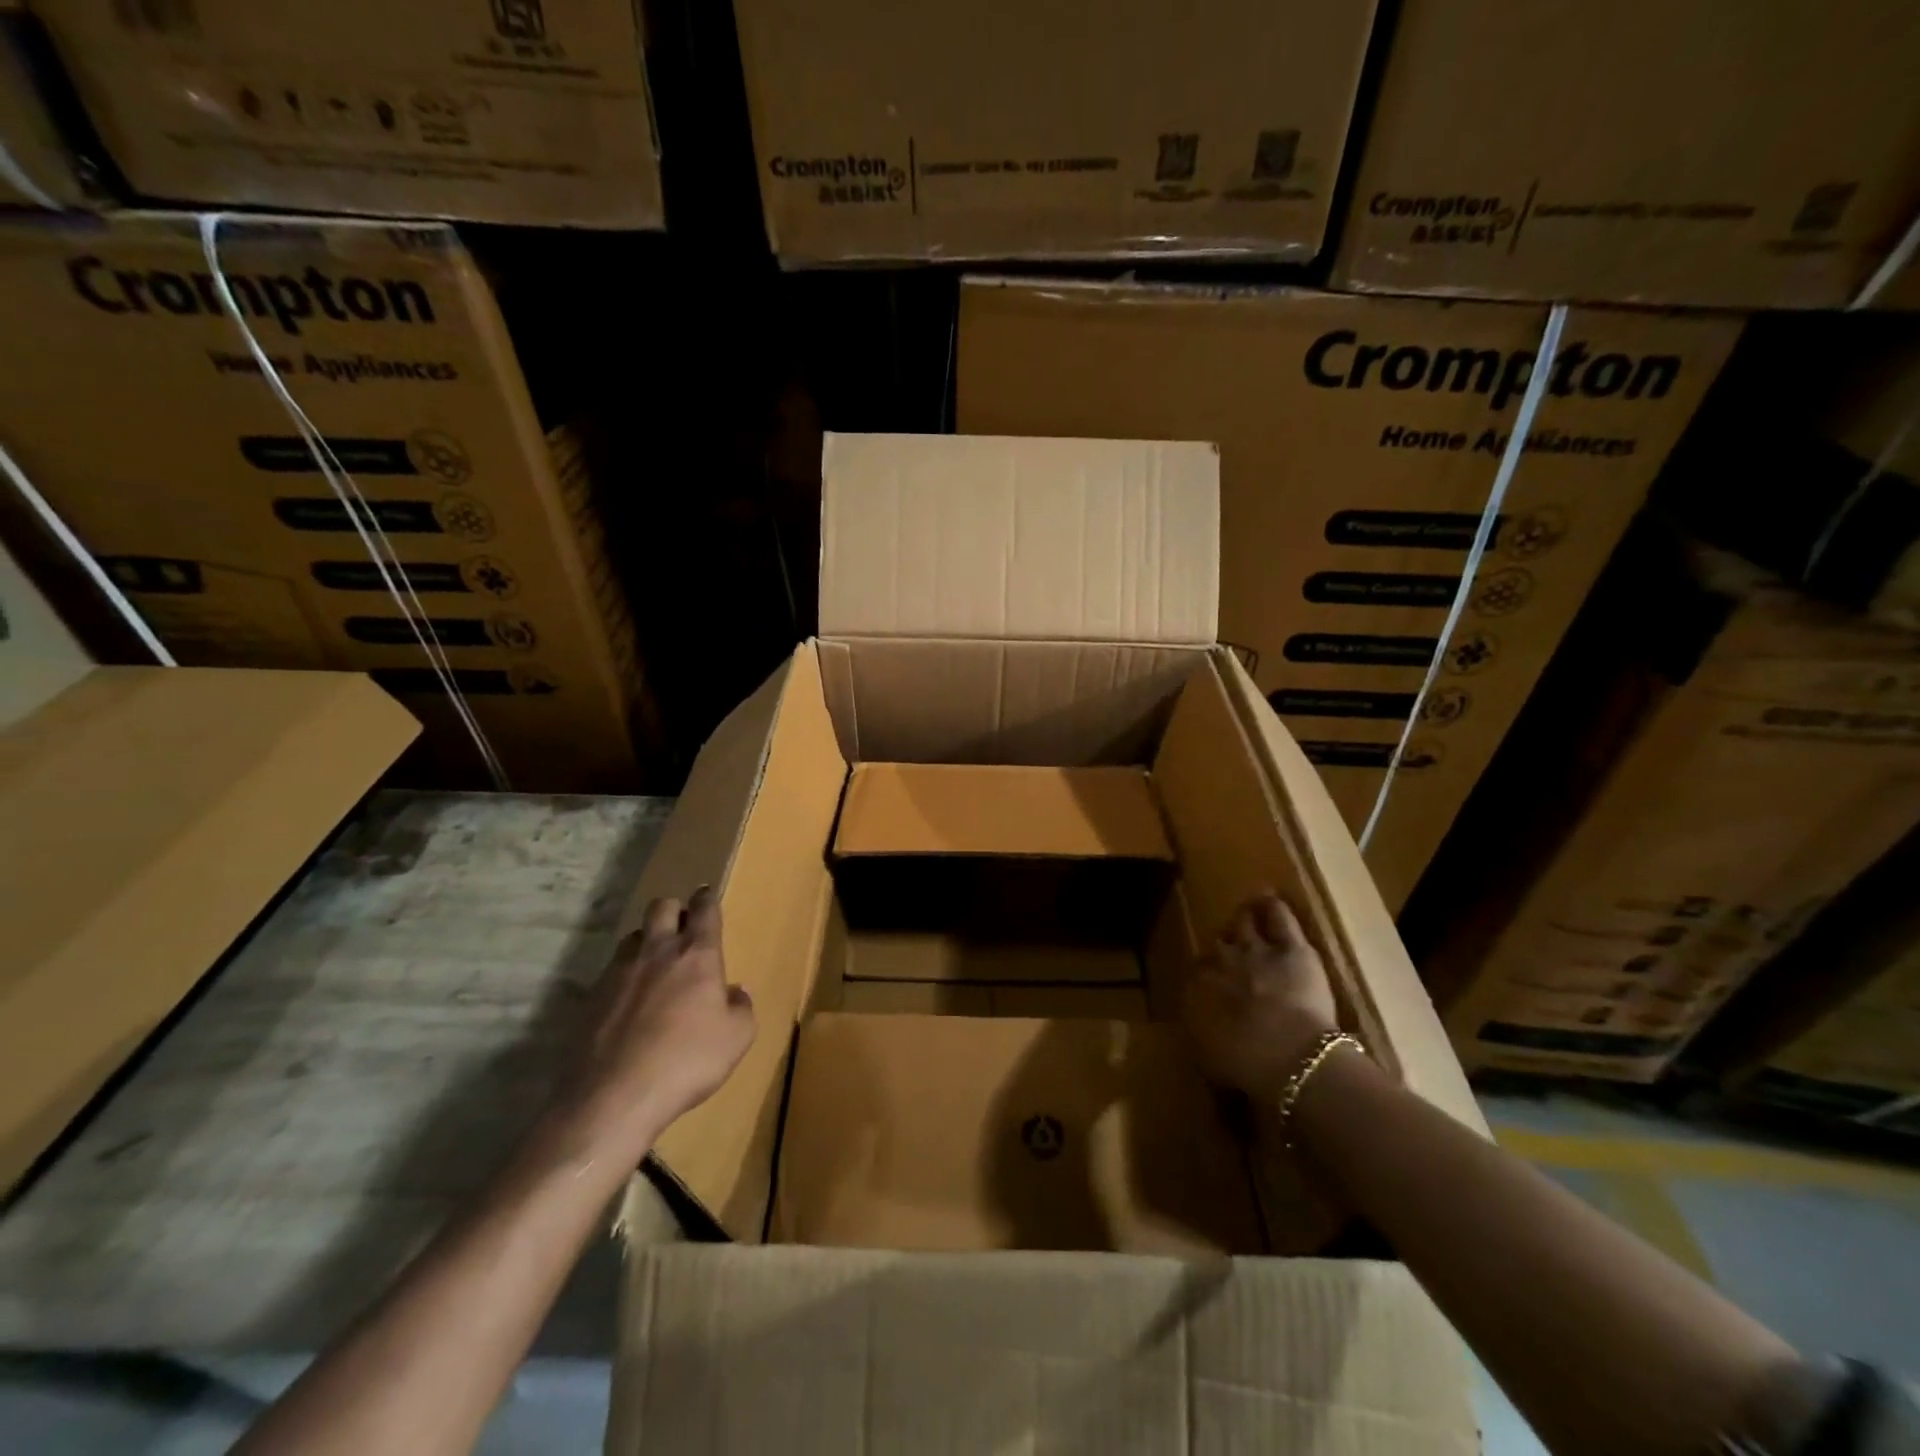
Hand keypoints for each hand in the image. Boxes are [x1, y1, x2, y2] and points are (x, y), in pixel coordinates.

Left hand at [551, 888, 754, 1163]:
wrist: (614, 1096)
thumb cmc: (688, 1061)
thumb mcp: (738, 1037)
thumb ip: (741, 1007)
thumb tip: (735, 992)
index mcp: (697, 954)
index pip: (704, 909)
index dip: (707, 899)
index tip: (707, 896)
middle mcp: (657, 951)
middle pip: (661, 906)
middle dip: (674, 910)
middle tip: (682, 928)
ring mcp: (619, 972)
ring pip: (632, 936)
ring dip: (646, 941)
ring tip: (653, 964)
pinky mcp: (591, 998)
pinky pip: (610, 972)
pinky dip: (623, 977)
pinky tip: (627, 1002)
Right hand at [1181, 891, 1340, 1098]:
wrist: (1288, 1057)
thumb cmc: (1245, 1065)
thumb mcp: (1210, 1056)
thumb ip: (1203, 1033)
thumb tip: (1199, 1029)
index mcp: (1198, 987)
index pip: (1197, 971)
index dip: (1207, 975)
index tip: (1214, 983)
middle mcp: (1221, 960)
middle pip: (1219, 945)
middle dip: (1224, 947)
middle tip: (1233, 954)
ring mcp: (1255, 949)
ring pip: (1244, 923)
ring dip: (1244, 920)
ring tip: (1246, 915)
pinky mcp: (1292, 947)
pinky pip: (1279, 917)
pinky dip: (1273, 907)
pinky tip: (1271, 901)